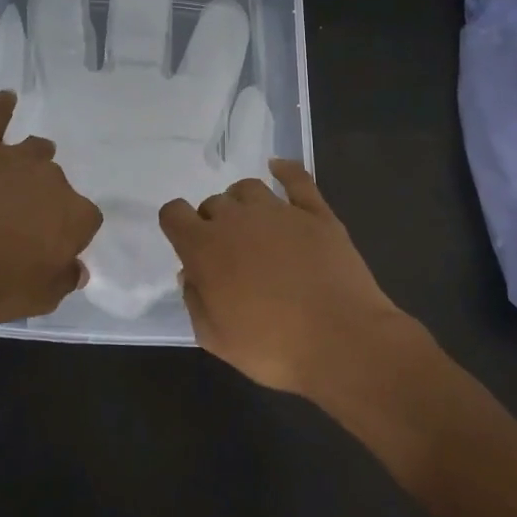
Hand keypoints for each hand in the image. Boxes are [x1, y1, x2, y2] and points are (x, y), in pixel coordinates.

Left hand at [0, 90, 103, 324]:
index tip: (50, 247)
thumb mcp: (39, 299)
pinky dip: (2, 107)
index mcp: (74, 216)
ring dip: (32, 161)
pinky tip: (7, 98)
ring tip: (17, 174)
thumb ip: (64, 280)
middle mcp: (54, 179)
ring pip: (37, 149)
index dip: (69, 234)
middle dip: (46, 200)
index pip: (87, 220)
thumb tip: (77, 268)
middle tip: (20, 223)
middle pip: (59, 184)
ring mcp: (16, 157)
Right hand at [159, 161, 411, 395]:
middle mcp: (237, 219)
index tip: (186, 243)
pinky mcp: (316, 213)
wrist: (342, 342)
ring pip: (248, 188)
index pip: (174, 213)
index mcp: (205, 248)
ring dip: (243, 203)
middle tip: (230, 254)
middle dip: (214, 223)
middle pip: (213, 203)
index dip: (176, 225)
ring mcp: (279, 211)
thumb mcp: (216, 338)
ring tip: (254, 226)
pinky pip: (296, 178)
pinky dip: (285, 170)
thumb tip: (192, 274)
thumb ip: (195, 301)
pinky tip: (279, 168)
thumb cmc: (272, 348)